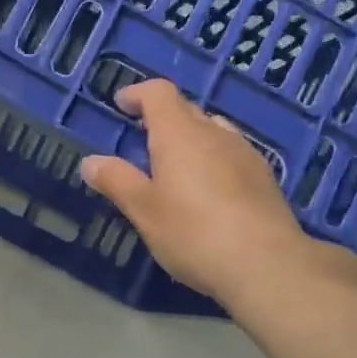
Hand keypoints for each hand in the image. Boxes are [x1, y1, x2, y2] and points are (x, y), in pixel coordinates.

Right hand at [79, 80, 356, 310]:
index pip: (159, 93)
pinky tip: (208, 190)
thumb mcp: (144, 210)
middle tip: (142, 139)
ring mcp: (245, 154)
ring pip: (213, 131)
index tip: (121, 104)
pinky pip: (231, 154)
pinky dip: (212, 159)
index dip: (138, 93)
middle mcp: (215, 133)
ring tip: (174, 165)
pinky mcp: (264, 178)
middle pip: (187, 109)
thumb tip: (90, 161)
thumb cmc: (193, 232)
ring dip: (190, 138)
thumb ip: (117, 181)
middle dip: (162, 117)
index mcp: (180, 134)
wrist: (266, 264)